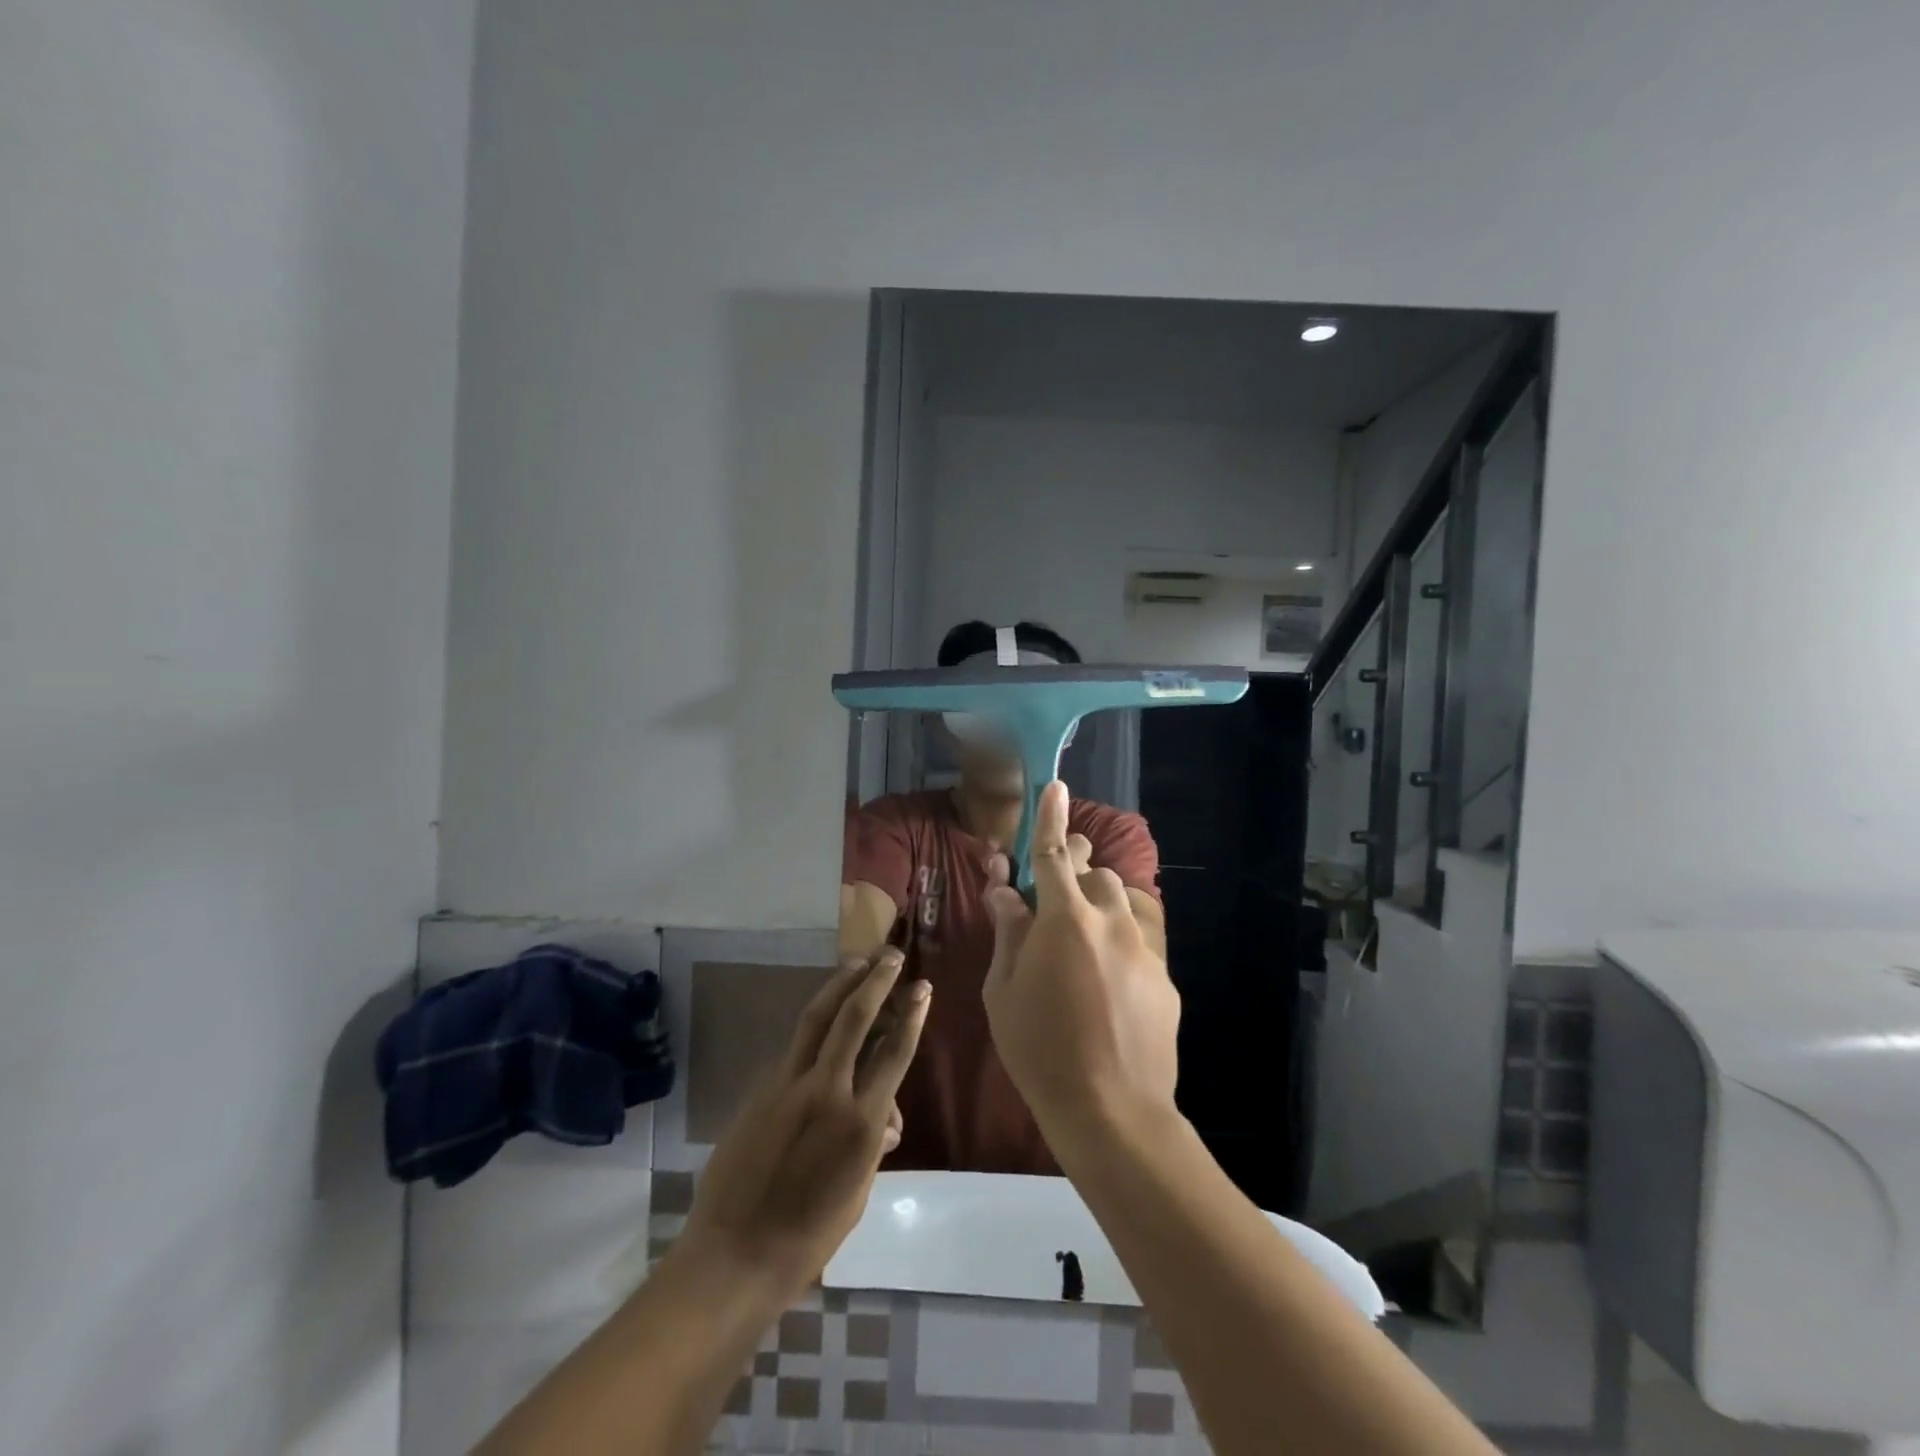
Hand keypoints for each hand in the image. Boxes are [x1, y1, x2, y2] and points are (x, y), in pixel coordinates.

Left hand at [682, 950, 929, 1295]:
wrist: (733, 1255)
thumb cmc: (808, 1238)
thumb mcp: (857, 1193)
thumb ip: (874, 1144)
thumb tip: (886, 1117)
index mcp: (860, 1123)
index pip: (894, 1053)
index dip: (911, 1015)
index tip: (922, 986)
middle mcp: (827, 1091)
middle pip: (855, 1018)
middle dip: (876, 981)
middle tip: (890, 956)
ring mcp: (789, 1085)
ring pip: (817, 1018)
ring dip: (840, 984)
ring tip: (857, 961)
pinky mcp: (762, 1089)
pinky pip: (795, 1047)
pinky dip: (815, 1025)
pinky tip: (824, 1018)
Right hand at [983, 780, 1180, 1145]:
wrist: (1112, 1111)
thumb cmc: (1040, 1050)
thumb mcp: (1003, 991)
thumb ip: (1008, 932)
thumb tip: (1005, 892)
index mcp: (1064, 919)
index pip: (1054, 852)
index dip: (1051, 816)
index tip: (1056, 785)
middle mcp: (1110, 920)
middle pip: (1095, 872)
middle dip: (1074, 872)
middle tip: (1053, 899)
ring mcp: (1143, 948)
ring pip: (1122, 902)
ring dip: (1099, 906)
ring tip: (1080, 942)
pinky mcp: (1165, 977)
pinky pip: (1139, 940)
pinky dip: (1119, 943)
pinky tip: (1107, 983)